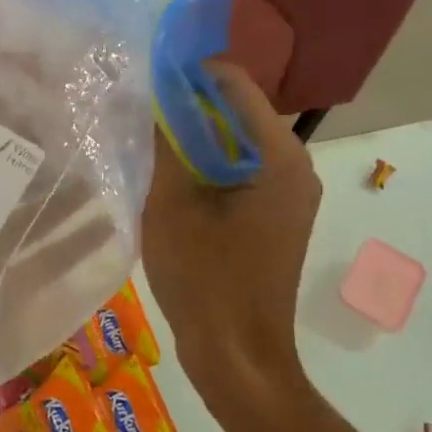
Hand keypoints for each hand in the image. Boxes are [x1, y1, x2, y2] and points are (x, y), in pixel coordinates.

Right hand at [142, 64, 321, 415]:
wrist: (238, 359)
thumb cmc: (206, 279)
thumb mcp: (171, 205)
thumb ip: (163, 143)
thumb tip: (149, 97)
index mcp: (280, 156)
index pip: (234, 85)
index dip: (188, 73)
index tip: (144, 76)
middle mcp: (295, 167)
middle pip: (236, 113)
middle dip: (187, 106)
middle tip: (136, 107)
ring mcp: (287, 195)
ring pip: (234, 144)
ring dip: (192, 137)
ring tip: (143, 136)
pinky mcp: (274, 218)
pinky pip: (238, 173)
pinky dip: (205, 166)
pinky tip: (166, 175)